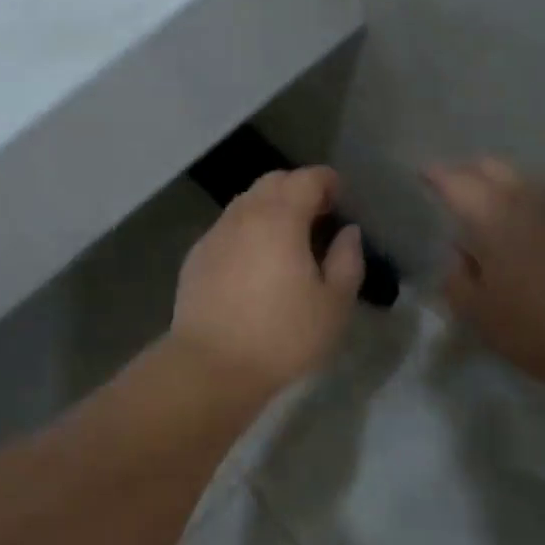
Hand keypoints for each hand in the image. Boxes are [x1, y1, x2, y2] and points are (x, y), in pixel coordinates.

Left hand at [171, 167, 364, 396]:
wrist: (212, 366)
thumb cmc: (282, 336)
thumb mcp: (333, 305)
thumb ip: (347, 261)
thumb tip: (348, 232)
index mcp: (280, 218)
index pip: (306, 178)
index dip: (327, 181)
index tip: (341, 199)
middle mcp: (244, 215)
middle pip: (272, 182)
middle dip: (298, 189)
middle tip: (318, 217)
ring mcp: (215, 234)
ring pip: (246, 202)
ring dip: (270, 208)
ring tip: (287, 239)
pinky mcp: (196, 256)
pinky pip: (228, 228)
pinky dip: (247, 230)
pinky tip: (254, 262)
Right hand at [425, 158, 544, 402]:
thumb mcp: (481, 317)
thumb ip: (457, 279)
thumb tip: (460, 254)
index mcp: (494, 216)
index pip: (456, 180)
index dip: (436, 174)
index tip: (424, 174)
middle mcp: (533, 199)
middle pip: (494, 168)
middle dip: (471, 172)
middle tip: (458, 191)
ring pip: (530, 185)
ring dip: (508, 192)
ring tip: (501, 220)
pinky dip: (541, 213)